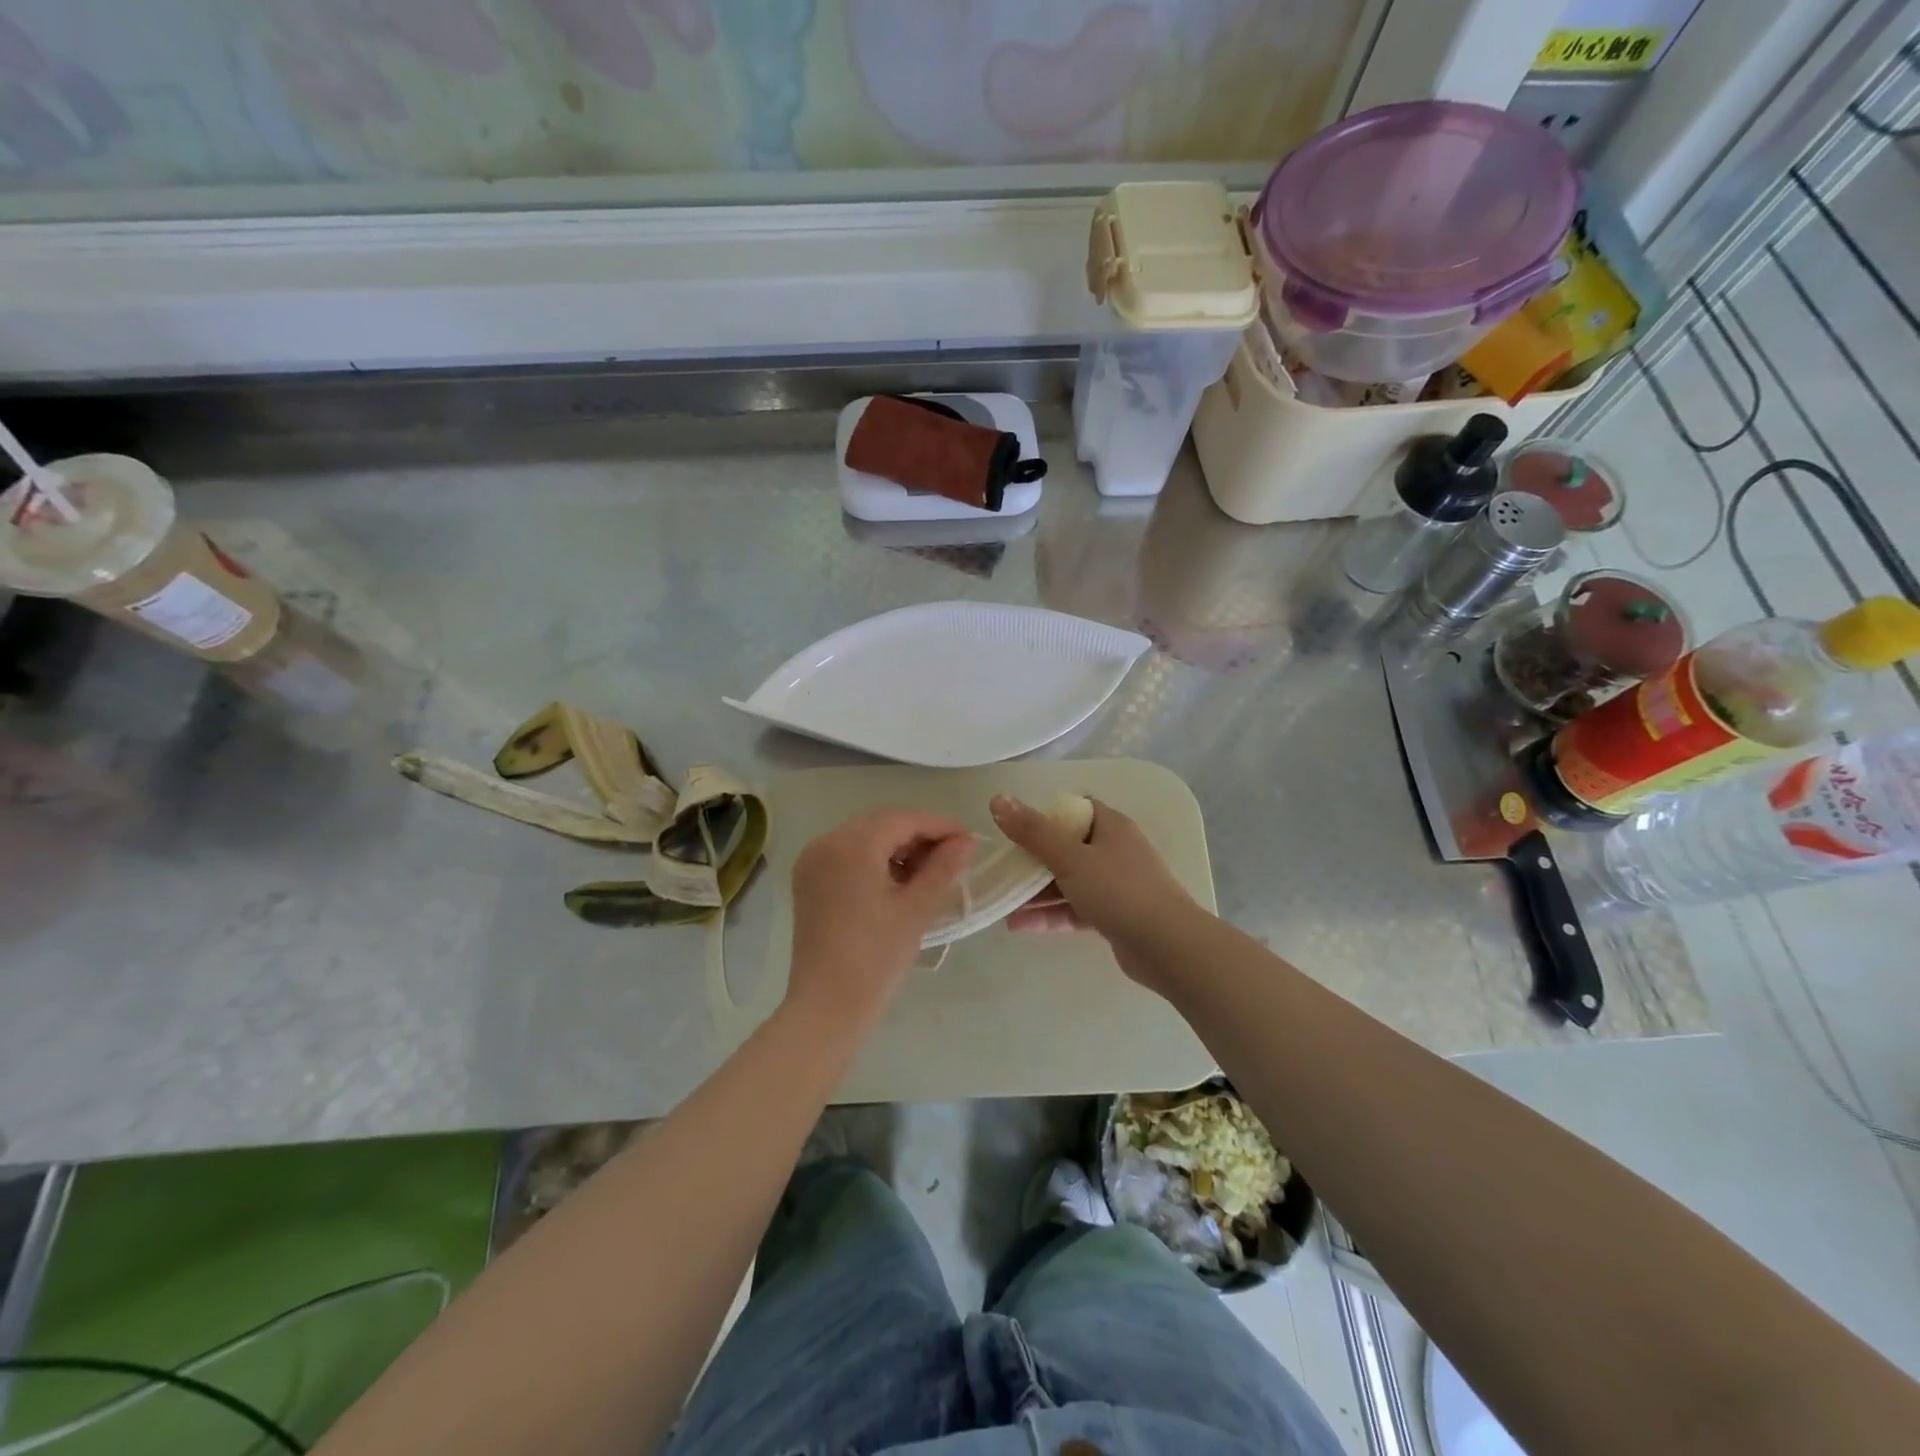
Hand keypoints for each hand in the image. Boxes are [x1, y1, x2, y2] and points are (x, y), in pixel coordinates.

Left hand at [785, 809, 973, 1027]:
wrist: (827, 1006)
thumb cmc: (876, 957)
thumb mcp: (916, 909)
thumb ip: (944, 868)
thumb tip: (966, 840)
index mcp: (852, 845)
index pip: (903, 819)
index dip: (939, 826)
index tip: (970, 840)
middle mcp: (826, 842)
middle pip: (881, 824)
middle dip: (918, 835)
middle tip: (953, 857)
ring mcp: (812, 862)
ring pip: (864, 838)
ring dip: (897, 847)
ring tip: (929, 873)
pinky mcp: (808, 881)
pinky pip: (847, 855)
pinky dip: (874, 860)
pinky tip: (897, 882)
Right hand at [993, 795, 1197, 986]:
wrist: (1168, 947)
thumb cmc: (1119, 891)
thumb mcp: (1070, 858)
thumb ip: (1032, 832)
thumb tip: (998, 799)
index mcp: (1110, 826)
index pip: (1074, 810)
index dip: (1045, 817)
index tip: (1016, 831)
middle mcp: (1115, 851)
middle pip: (1067, 847)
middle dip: (1033, 860)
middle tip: (1002, 869)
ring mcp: (1117, 885)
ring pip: (1069, 882)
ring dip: (1037, 892)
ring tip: (1003, 903)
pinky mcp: (1115, 916)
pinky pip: (1075, 909)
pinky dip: (1050, 914)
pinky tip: (1019, 925)